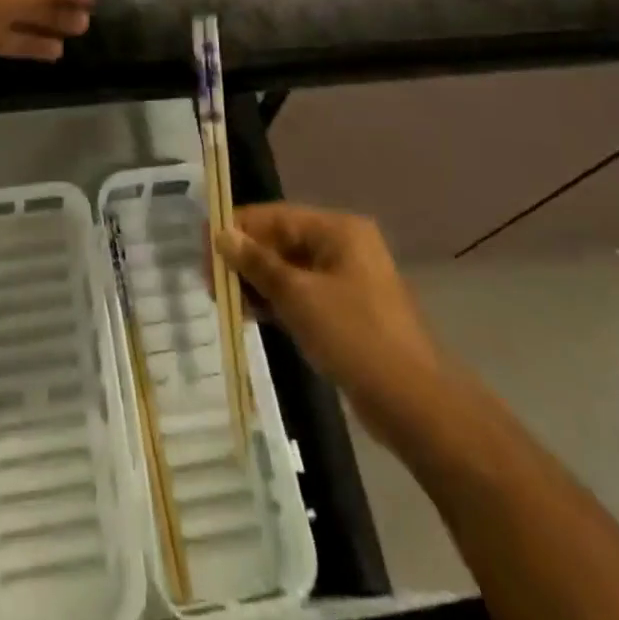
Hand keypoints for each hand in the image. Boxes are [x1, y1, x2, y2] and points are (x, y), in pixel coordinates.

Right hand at [217, 203, 440, 404]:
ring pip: (290, 270)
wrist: (414, 404)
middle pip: (282, 241)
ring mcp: (347, 279)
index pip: (276, 216)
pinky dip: (278, 302)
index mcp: (338, 229)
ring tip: (227, 302)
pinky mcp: (347, 311)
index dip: (238, 229)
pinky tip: (252, 316)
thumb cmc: (355, 336)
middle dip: (246, 259)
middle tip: (211, 282)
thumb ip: (257, 264)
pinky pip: (303, 294)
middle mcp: (343, 245)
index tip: (204, 248)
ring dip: (259, 282)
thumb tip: (222, 235)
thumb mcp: (298, 296)